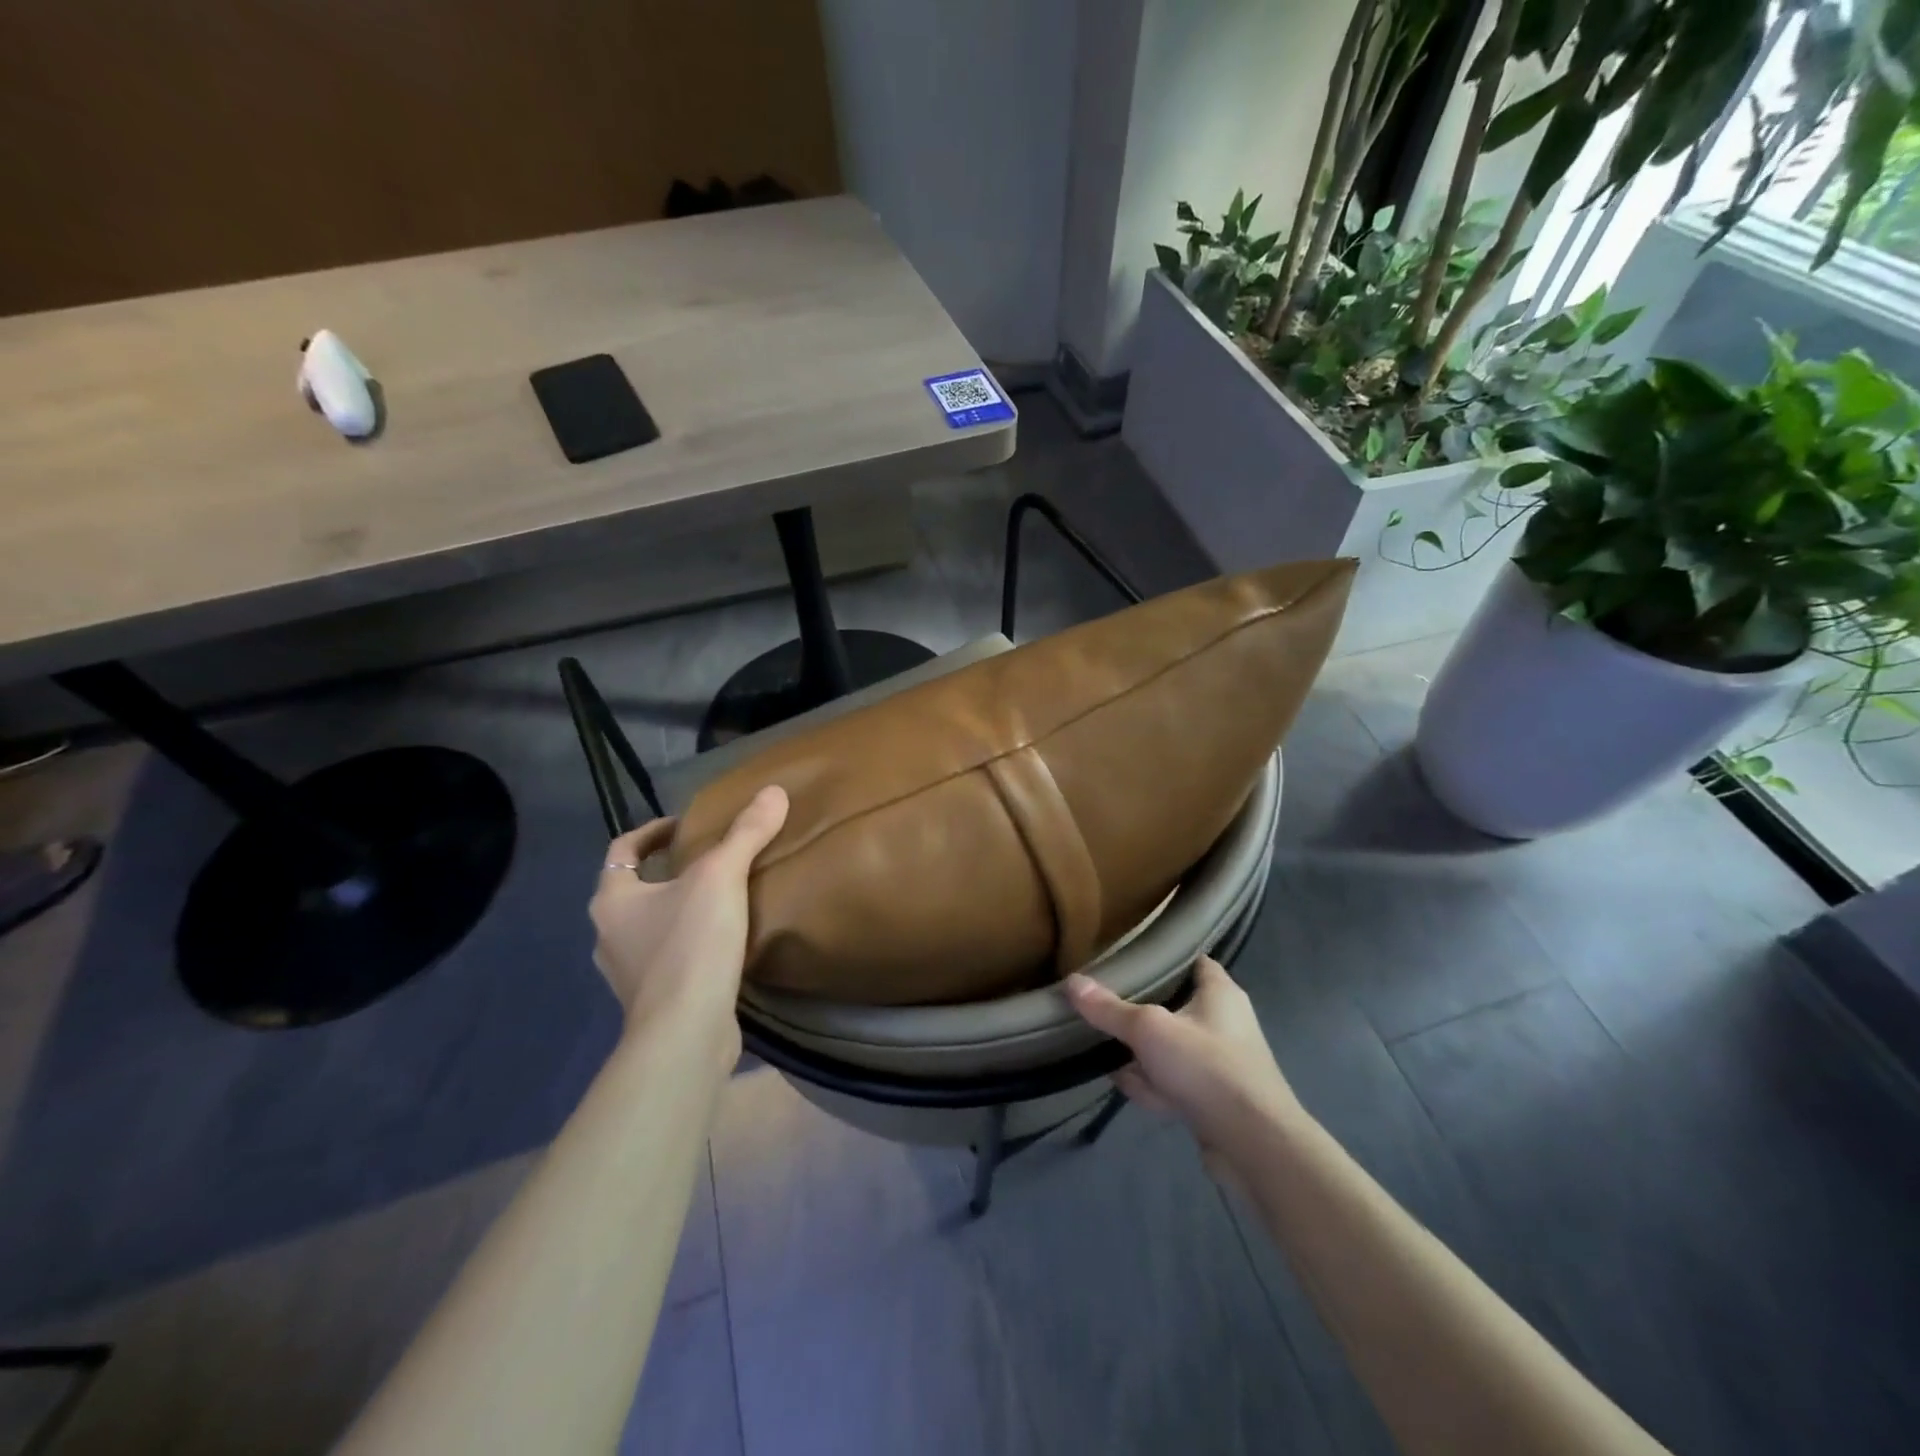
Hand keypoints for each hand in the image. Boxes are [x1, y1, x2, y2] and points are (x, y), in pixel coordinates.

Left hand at [588, 786, 788, 1062]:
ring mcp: (627, 973)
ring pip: (649, 926)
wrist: (686, 1033)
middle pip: (634, 889)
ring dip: (677, 910)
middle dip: (668, 872)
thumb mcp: (722, 878)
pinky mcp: (651, 1001)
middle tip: (709, 860)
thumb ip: (746, 833)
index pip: (622, 850)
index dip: (652, 832)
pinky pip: (667, 959)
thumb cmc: (691, 946)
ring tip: (719, 900)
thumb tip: (774, 790)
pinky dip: (687, 944)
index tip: (686, 825)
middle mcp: (608, 935)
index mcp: (612, 900)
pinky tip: (721, 944)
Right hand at [1066, 956, 1298, 1169]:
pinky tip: (1128, 1088)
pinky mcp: (1216, 1098)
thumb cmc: (1207, 1067)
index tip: (1126, 958)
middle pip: (1173, 1006)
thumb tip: (1072, 982)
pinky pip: (1177, 1081)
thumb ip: (1109, 1008)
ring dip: (1143, 1056)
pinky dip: (1155, 1084)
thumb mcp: (1149, 1030)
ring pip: (1171, 1048)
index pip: (1190, 960)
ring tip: (1109, 1054)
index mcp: (1219, 992)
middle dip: (1139, 1016)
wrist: (1255, 1146)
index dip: (1161, 957)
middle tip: (1106, 1011)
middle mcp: (1225, 1022)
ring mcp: (1222, 1063)